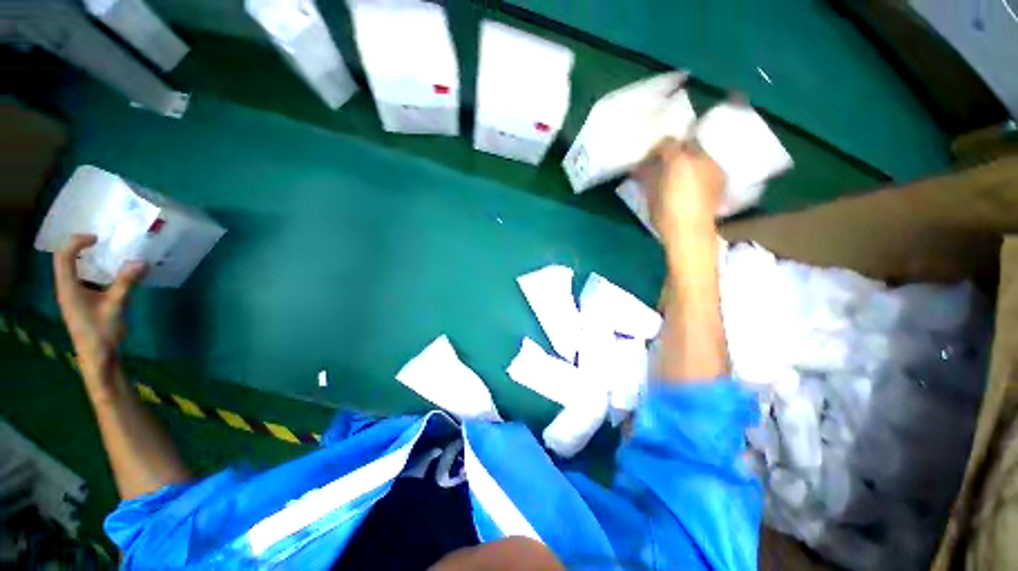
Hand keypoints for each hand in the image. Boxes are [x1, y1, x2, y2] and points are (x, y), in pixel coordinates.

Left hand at [54, 234, 145, 377]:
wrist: (98, 357)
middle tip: (102, 243)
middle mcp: (66, 288)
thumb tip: (141, 262)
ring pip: (73, 270)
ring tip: (107, 255)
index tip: (97, 239)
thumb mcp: (116, 306)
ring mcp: (72, 296)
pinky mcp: (80, 302)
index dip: (77, 242)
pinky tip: (108, 275)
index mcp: (68, 287)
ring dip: (87, 259)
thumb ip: (126, 283)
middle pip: (65, 260)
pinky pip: (81, 279)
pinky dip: (92, 271)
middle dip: (80, 247)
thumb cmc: (102, 331)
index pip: (65, 256)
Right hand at [634, 138, 723, 244]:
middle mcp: (699, 157)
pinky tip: (693, 183)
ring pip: (700, 155)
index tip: (649, 159)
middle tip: (665, 164)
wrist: (691, 232)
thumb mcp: (650, 195)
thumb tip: (641, 168)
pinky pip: (708, 166)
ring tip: (680, 174)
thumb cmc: (665, 214)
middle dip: (676, 151)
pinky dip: (699, 170)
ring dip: (689, 160)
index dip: (656, 150)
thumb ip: (647, 177)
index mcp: (678, 160)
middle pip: (687, 145)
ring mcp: (713, 167)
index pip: (666, 143)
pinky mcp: (721, 179)